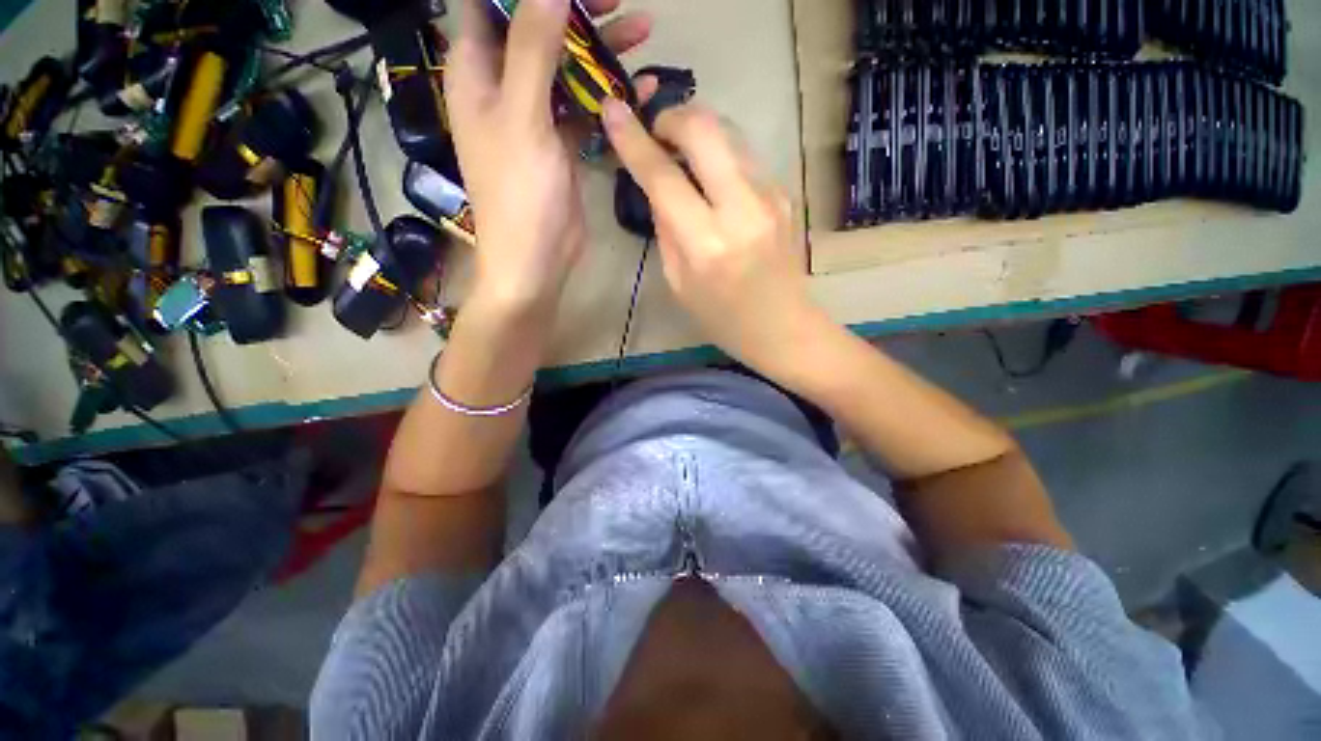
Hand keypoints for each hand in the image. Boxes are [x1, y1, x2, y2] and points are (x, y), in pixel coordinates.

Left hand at [445, 0, 650, 317]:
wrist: (536, 259)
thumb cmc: (519, 194)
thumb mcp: (522, 118)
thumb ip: (532, 50)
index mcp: (477, 72)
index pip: (489, 5)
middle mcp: (503, 88)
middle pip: (536, 29)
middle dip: (575, 12)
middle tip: (618, 3)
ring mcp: (535, 117)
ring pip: (566, 67)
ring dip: (600, 50)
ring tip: (643, 31)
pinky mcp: (561, 144)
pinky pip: (584, 107)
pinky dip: (609, 96)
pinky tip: (640, 88)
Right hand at [602, 99, 818, 371]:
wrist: (783, 327)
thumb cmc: (723, 318)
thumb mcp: (678, 282)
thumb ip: (665, 228)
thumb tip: (657, 185)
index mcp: (706, 244)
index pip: (663, 176)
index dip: (633, 139)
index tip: (612, 110)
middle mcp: (742, 209)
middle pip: (705, 128)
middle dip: (671, 115)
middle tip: (655, 130)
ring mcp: (770, 195)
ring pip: (729, 132)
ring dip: (697, 131)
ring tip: (680, 152)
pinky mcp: (784, 193)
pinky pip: (744, 156)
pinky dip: (719, 155)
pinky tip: (711, 178)